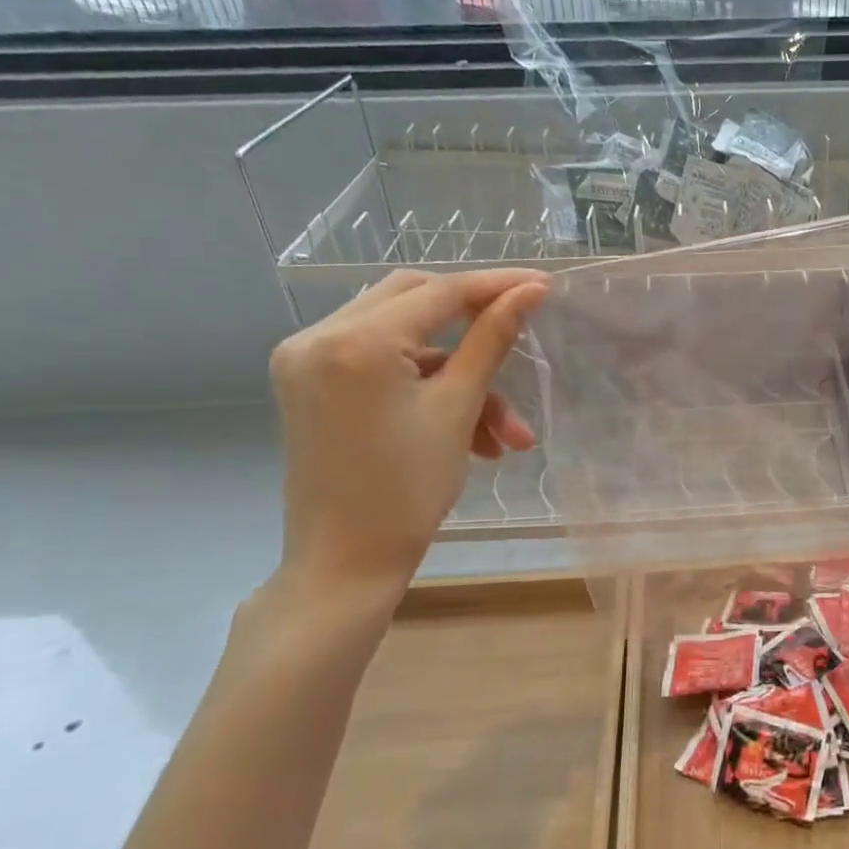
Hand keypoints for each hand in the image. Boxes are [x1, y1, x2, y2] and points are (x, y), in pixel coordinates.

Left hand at [267, 268, 549, 611]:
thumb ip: (492, 339)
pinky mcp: (308, 383)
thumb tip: (531, 291)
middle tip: (520, 336)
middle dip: (472, 324)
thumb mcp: (457, 408)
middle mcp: (317, 336)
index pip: (439, 292)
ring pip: (402, 337)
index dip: (495, 286)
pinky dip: (425, 386)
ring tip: (503, 431)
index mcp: (354, 342)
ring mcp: (305, 359)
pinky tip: (468, 432)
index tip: (543, 284)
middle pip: (414, 300)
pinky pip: (379, 362)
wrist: (345, 564)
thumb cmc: (408, 492)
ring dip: (457, 372)